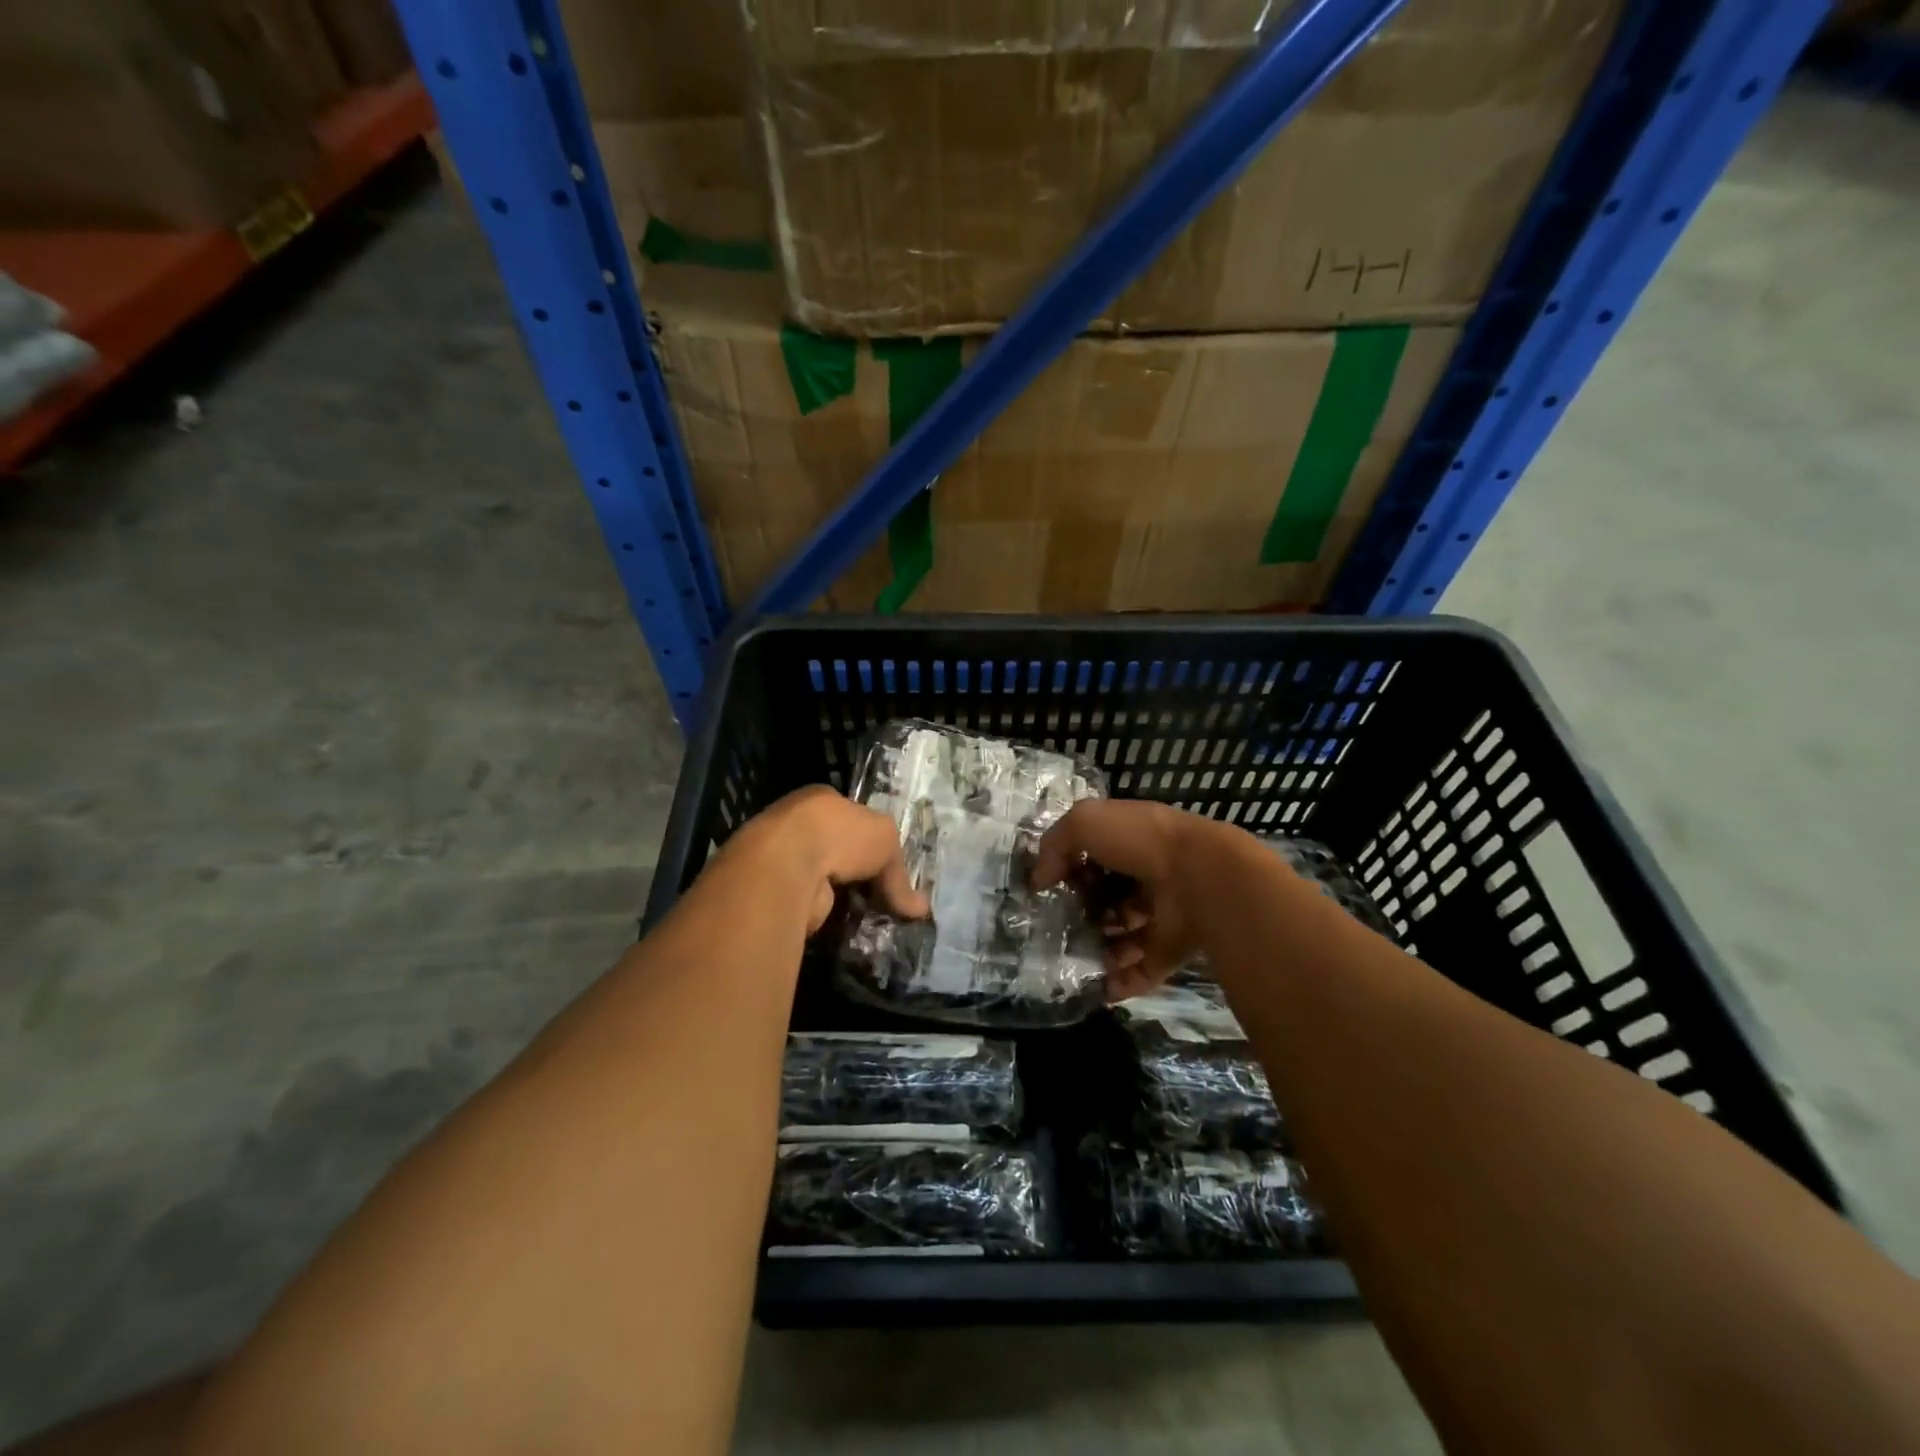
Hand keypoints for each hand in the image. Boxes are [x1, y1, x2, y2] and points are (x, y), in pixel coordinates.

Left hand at [727, 786, 928, 934]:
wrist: (785, 865)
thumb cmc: (839, 835)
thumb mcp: (885, 841)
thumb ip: (900, 875)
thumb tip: (921, 910)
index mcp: (820, 800)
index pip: (850, 817)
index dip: (869, 840)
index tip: (885, 866)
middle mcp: (796, 825)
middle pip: (834, 850)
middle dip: (855, 873)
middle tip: (879, 897)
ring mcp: (781, 859)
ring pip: (820, 879)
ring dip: (838, 897)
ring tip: (865, 918)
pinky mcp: (772, 892)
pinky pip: (807, 904)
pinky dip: (822, 915)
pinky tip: (840, 927)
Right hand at [1032, 799, 1214, 1000]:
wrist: (1200, 878)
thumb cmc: (1140, 841)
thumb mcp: (1085, 822)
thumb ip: (1055, 845)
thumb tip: (1039, 879)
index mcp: (1132, 842)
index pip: (1095, 858)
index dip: (1070, 870)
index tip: (1048, 889)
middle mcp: (1147, 877)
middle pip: (1108, 900)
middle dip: (1083, 915)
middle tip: (1056, 929)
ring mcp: (1162, 915)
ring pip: (1123, 937)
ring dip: (1098, 950)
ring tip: (1073, 959)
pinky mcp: (1171, 950)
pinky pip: (1140, 970)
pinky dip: (1118, 982)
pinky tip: (1095, 987)